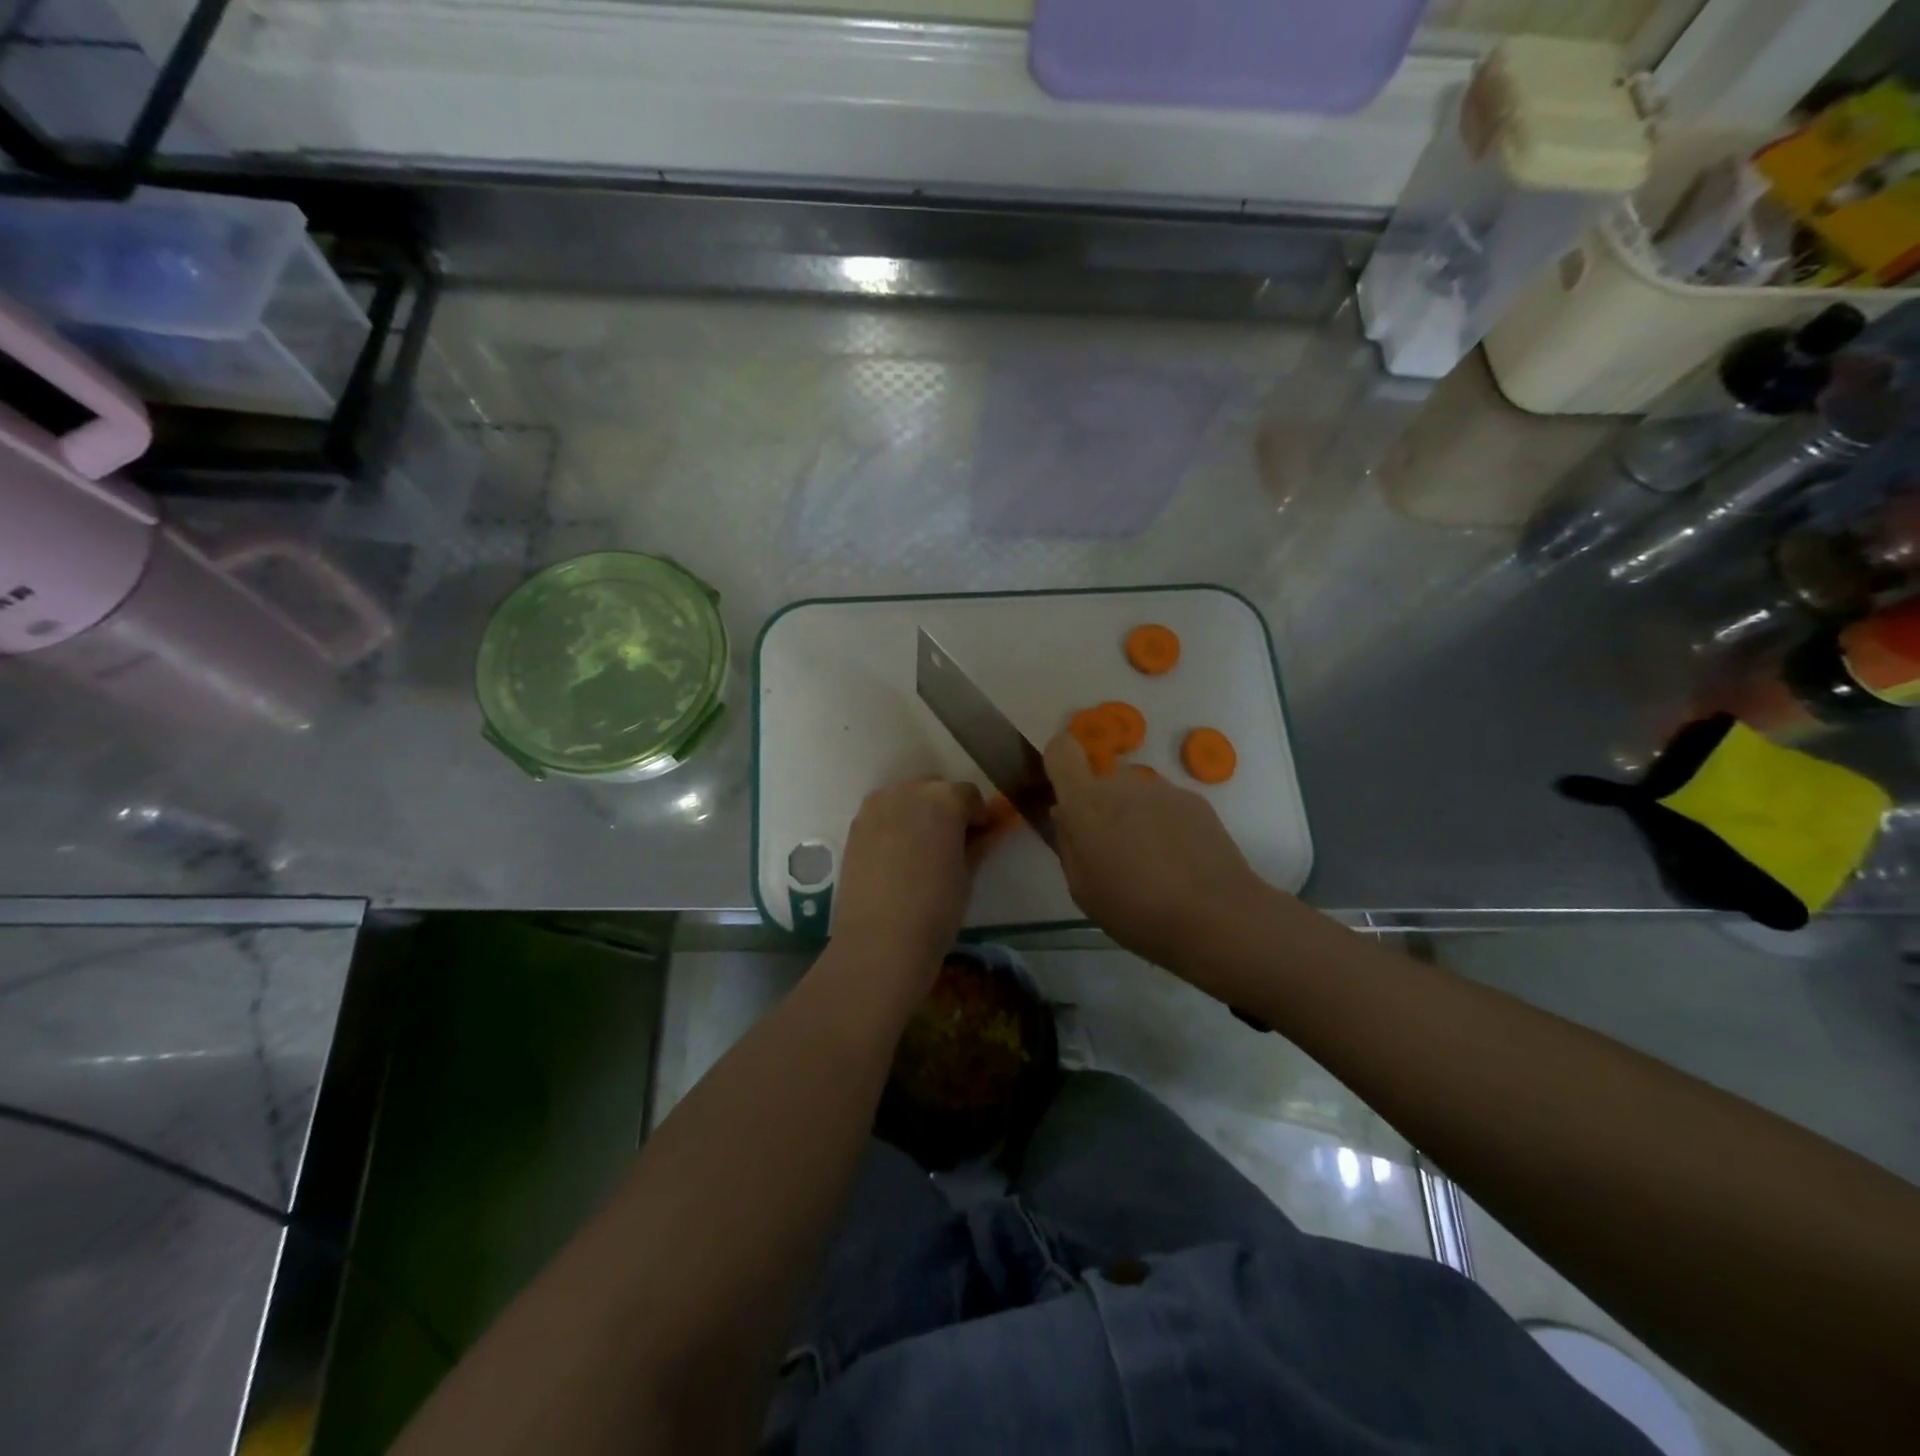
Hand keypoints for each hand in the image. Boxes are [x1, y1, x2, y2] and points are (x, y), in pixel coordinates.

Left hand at [834, 777, 988, 972]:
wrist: (880, 940)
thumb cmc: (936, 908)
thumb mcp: (966, 875)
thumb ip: (977, 845)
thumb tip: (987, 832)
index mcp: (944, 799)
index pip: (969, 794)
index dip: (977, 816)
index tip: (979, 838)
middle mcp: (909, 791)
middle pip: (934, 788)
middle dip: (945, 808)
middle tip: (950, 842)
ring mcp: (877, 805)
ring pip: (906, 797)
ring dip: (917, 812)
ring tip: (921, 848)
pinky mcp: (855, 825)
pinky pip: (882, 813)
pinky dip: (893, 823)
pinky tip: (896, 854)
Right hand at [1044, 732, 1268, 972]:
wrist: (1216, 916)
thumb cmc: (1135, 910)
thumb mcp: (1082, 887)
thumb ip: (1068, 842)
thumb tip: (1065, 814)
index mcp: (1086, 803)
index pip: (1061, 751)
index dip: (1058, 762)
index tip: (1063, 791)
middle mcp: (1122, 783)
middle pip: (1101, 780)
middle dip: (1101, 807)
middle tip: (1113, 851)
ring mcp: (1162, 788)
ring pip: (1135, 793)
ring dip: (1134, 816)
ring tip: (1152, 862)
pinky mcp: (1195, 799)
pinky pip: (1166, 804)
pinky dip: (1165, 824)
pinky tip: (1179, 862)